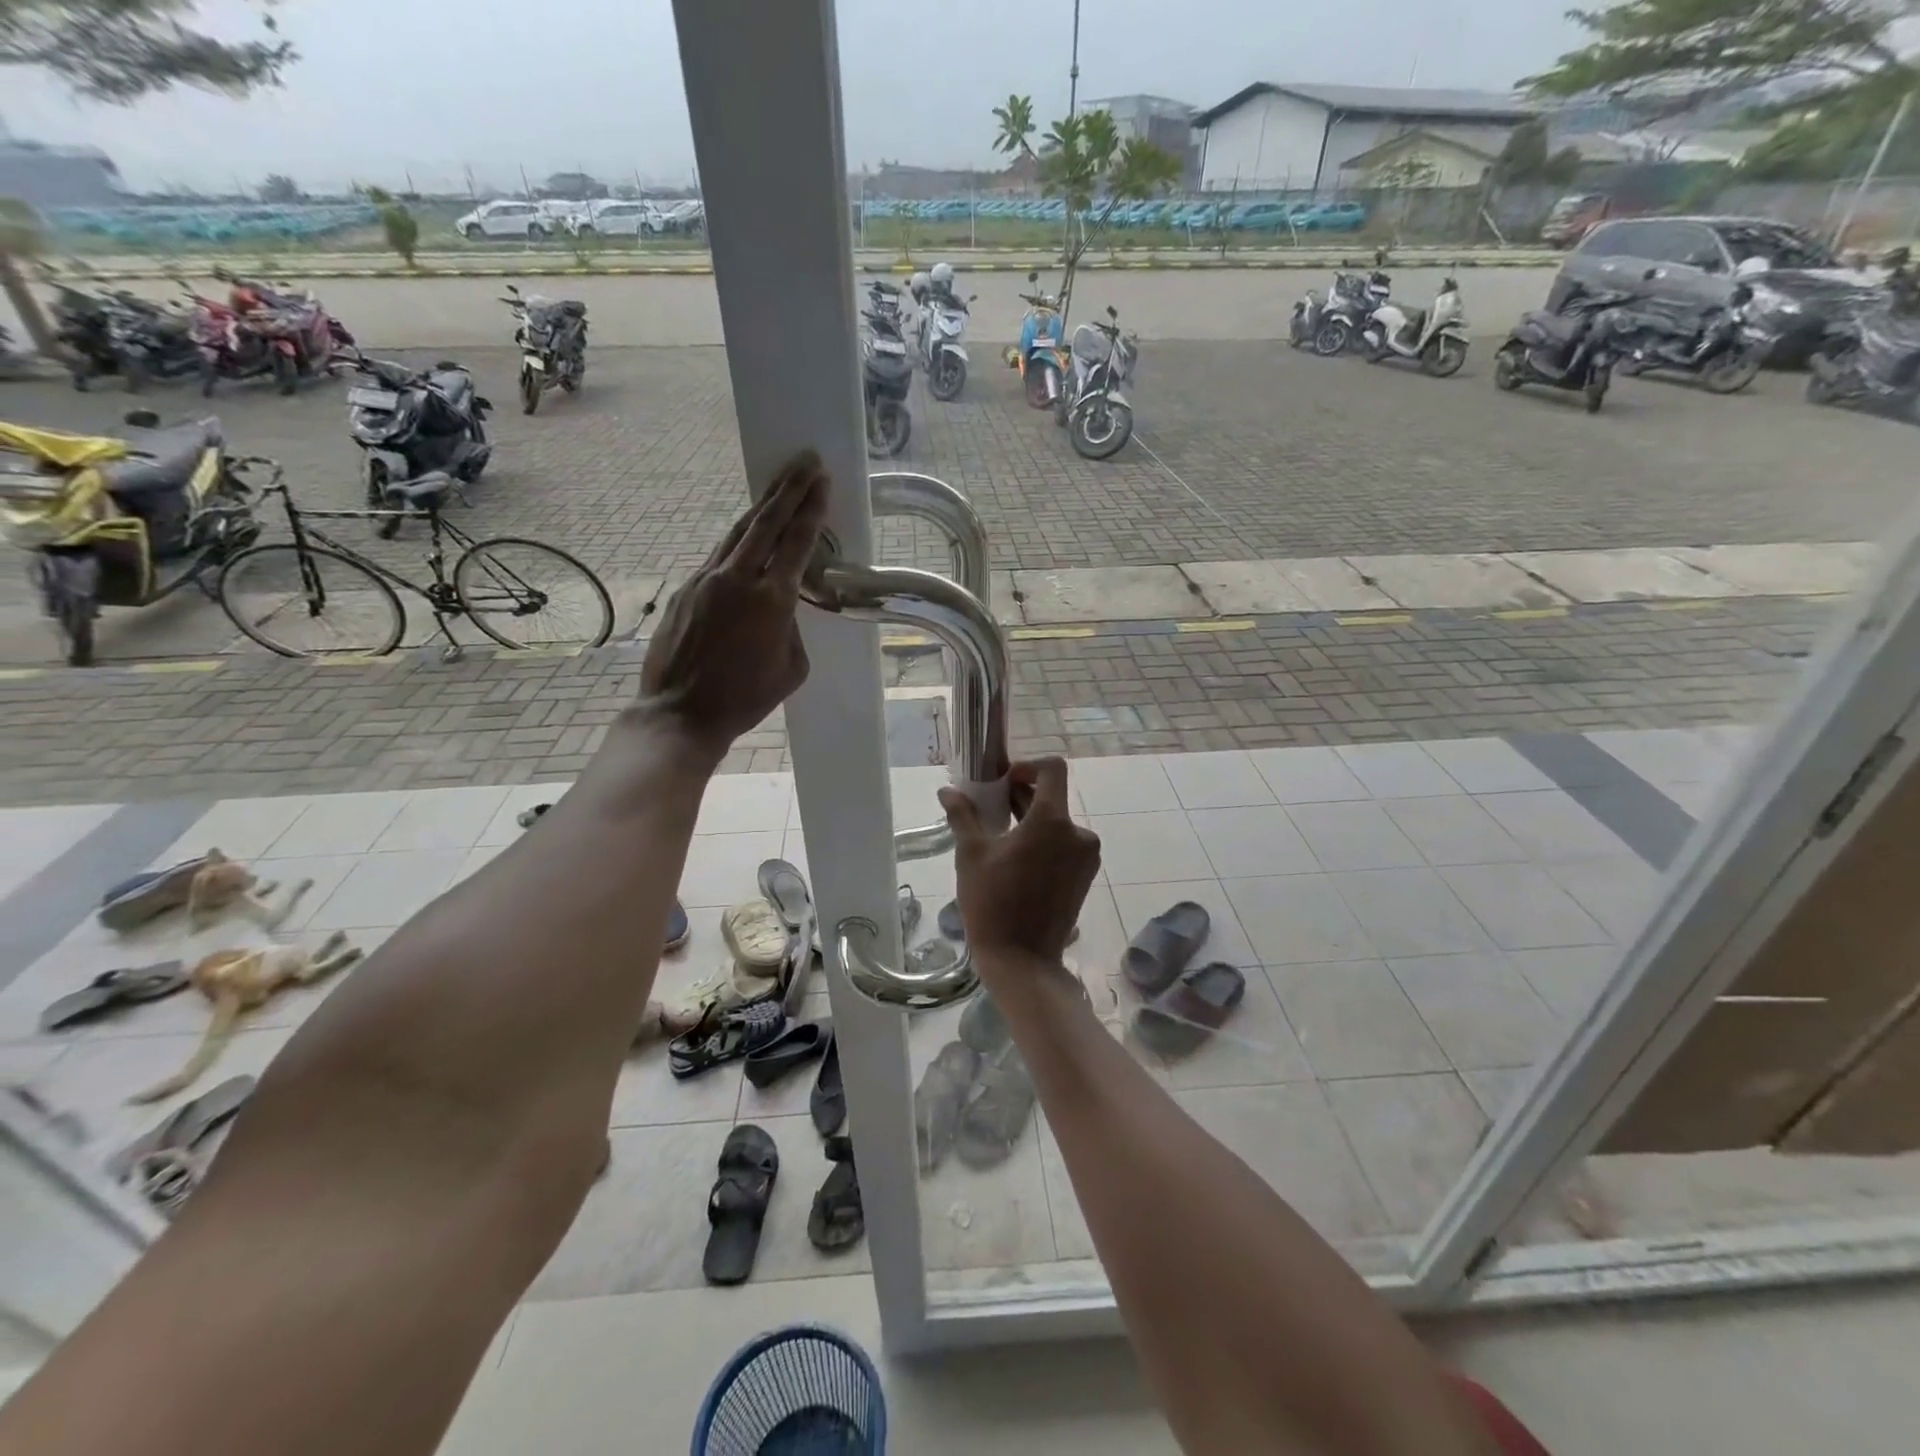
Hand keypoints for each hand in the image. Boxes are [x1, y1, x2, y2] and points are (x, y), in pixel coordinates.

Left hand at [641, 452, 828, 755]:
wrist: (681, 712)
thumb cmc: (746, 698)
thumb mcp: (791, 667)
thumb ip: (792, 627)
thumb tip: (782, 607)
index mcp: (772, 600)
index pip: (796, 542)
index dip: (811, 509)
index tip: (823, 481)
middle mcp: (738, 579)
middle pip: (766, 521)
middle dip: (789, 489)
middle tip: (806, 461)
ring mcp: (707, 579)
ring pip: (739, 532)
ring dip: (762, 506)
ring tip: (780, 483)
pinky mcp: (687, 588)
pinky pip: (720, 555)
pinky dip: (740, 539)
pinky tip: (749, 535)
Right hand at [939, 758, 1100, 963]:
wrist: (1022, 960)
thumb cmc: (992, 902)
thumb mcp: (971, 854)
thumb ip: (962, 815)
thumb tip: (947, 791)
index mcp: (1053, 821)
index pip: (1053, 769)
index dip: (1028, 766)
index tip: (1003, 781)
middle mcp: (1078, 834)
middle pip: (1053, 798)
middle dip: (1022, 797)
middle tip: (990, 809)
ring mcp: (1085, 857)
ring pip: (1058, 823)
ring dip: (1032, 822)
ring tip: (1000, 838)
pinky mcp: (1085, 877)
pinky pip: (1065, 845)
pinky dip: (1044, 842)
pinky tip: (1017, 860)